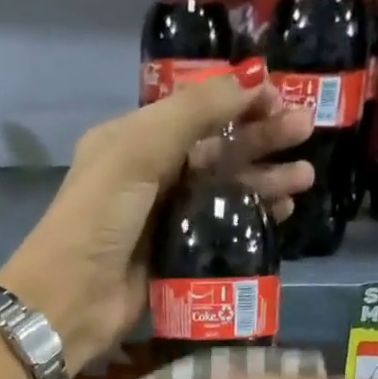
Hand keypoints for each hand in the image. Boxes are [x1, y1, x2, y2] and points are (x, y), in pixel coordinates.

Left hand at [0, 59, 314, 372]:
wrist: (71, 300)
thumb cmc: (98, 219)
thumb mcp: (138, 150)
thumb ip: (194, 112)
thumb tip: (252, 78)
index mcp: (133, 140)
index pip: (196, 111)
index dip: (239, 101)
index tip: (282, 99)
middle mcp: (150, 175)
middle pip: (215, 149)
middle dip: (260, 139)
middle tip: (306, 132)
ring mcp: (164, 220)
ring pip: (222, 191)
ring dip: (262, 182)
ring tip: (304, 179)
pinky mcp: (175, 259)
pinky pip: (220, 232)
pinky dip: (249, 221)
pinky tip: (279, 215)